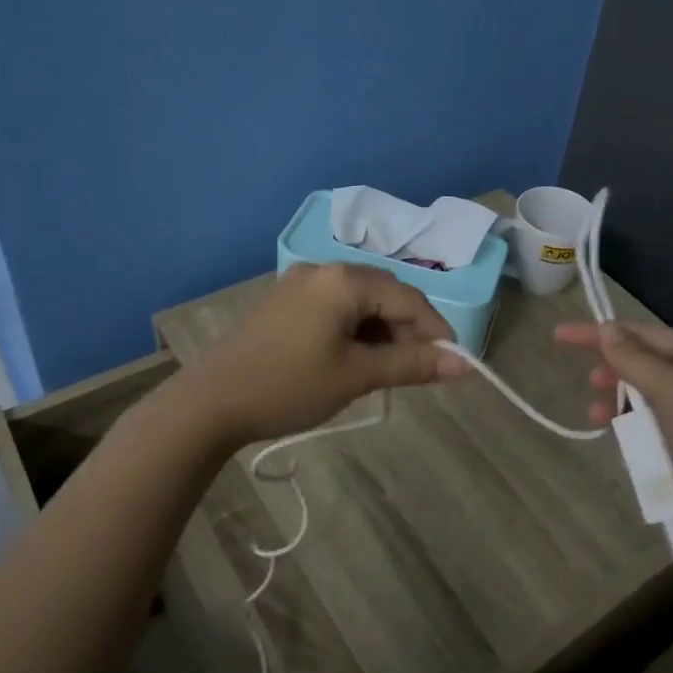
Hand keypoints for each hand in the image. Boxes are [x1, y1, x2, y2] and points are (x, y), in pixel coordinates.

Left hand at [191, 263, 462, 446]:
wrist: (209, 403)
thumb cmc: (289, 386)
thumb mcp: (356, 376)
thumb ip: (412, 365)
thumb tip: (464, 364)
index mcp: (344, 279)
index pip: (408, 298)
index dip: (435, 330)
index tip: (450, 363)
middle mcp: (322, 269)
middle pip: (384, 293)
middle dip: (407, 329)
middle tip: (416, 369)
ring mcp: (297, 283)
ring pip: (358, 300)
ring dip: (379, 330)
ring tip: (384, 370)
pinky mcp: (282, 302)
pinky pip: (333, 307)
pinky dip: (353, 329)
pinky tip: (351, 359)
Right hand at [555, 321, 672, 569]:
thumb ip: (637, 361)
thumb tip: (607, 329)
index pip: (645, 334)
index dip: (601, 333)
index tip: (560, 336)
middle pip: (648, 368)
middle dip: (615, 371)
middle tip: (589, 384)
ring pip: (650, 406)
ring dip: (623, 408)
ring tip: (597, 418)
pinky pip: (658, 439)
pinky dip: (637, 439)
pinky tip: (624, 449)